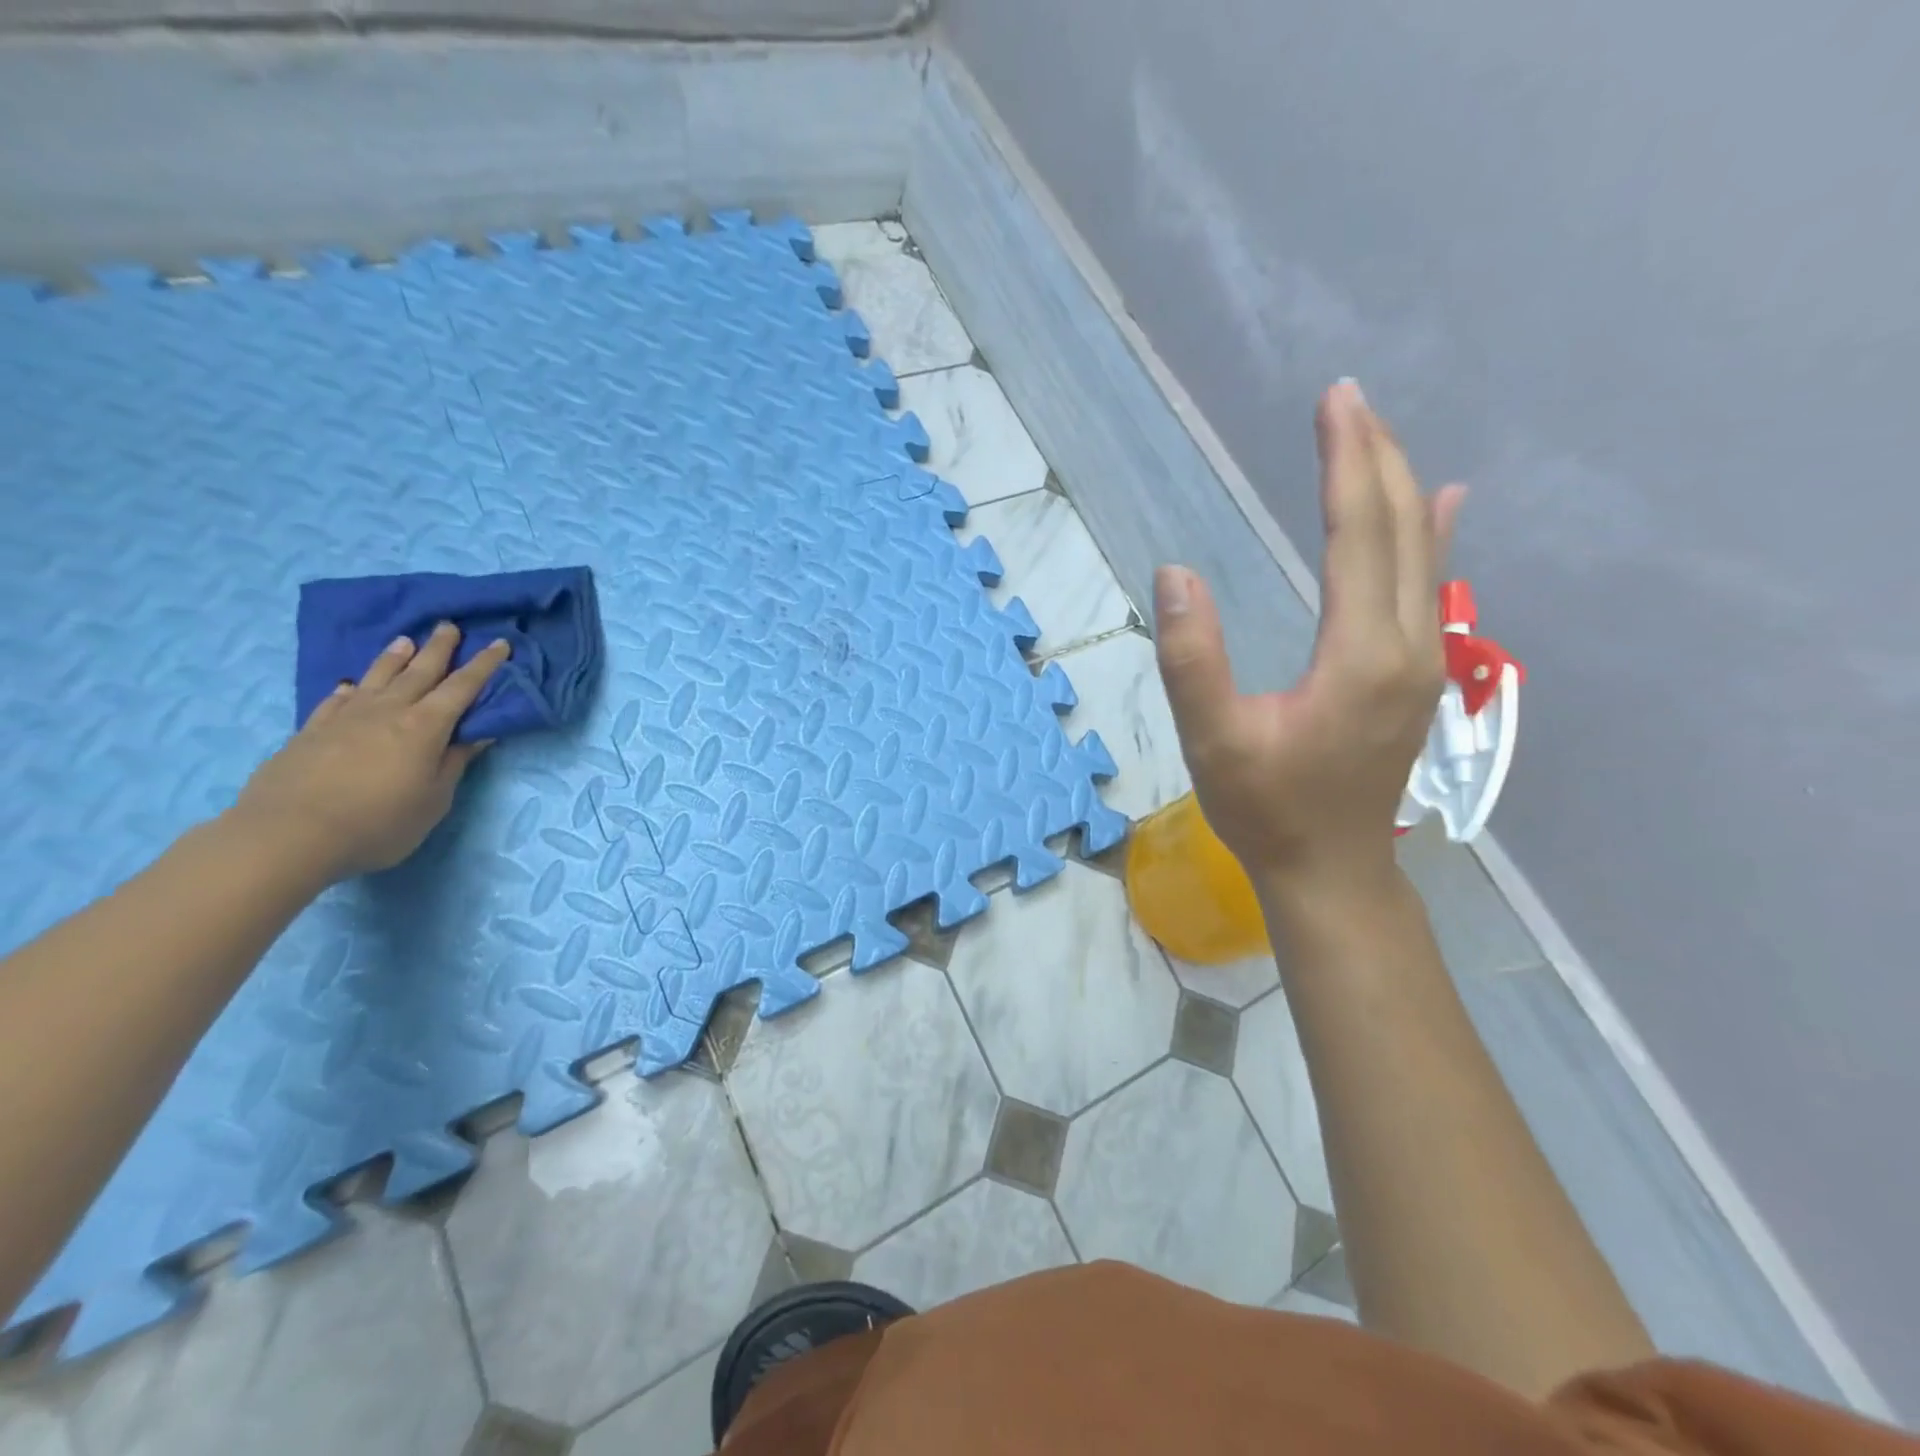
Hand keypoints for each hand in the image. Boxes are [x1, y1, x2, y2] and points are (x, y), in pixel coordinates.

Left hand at [235, 623, 511, 881]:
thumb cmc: (379, 822)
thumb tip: (478, 734)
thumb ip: (454, 763)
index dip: (484, 665)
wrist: (288, 834)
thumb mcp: (434, 800)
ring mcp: (345, 719)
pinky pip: (336, 701)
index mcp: (425, 727)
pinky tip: (351, 685)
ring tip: (405, 640)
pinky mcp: (311, 732)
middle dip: (439, 648)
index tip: (500, 643)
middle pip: (419, 672)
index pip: (463, 687)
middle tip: (449, 625)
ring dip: (394, 658)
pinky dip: (350, 689)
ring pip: (377, 678)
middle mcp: (388, 712)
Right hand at [1154, 379, 1465, 897]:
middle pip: (1401, 529)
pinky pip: (1431, 585)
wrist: (1331, 869)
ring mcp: (1424, 660)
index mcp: (1359, 654)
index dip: (1345, 463)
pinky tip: (1443, 505)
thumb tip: (1175, 574)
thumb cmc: (1266, 808)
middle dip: (1374, 457)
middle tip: (1346, 399)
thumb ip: (1192, 660)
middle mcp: (1408, 644)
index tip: (1334, 402)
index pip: (1358, 534)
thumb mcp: (1212, 740)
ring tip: (1375, 436)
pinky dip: (1432, 535)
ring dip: (1397, 487)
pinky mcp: (1418, 674)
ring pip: (1422, 552)